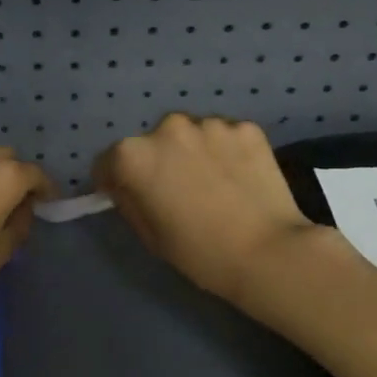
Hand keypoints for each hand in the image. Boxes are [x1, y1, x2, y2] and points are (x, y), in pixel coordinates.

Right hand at [94, 113, 329, 306]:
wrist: (268, 252)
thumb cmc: (199, 252)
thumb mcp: (150, 235)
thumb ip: (129, 201)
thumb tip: (126, 186)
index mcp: (134, 156)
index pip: (108, 162)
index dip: (114, 181)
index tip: (132, 198)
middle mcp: (167, 128)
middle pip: (152, 143)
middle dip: (158, 162)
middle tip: (178, 192)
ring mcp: (210, 124)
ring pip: (191, 135)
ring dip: (193, 153)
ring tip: (213, 185)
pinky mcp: (245, 127)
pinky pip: (224, 136)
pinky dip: (226, 151)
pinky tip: (239, 179)